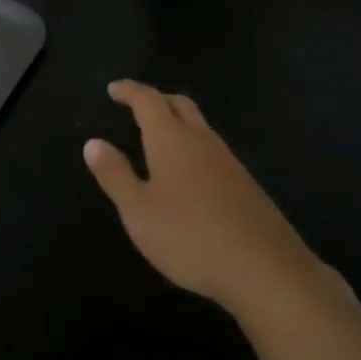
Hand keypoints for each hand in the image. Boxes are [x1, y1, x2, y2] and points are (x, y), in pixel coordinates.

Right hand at [84, 80, 325, 310]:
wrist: (267, 271)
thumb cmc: (191, 237)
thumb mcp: (139, 212)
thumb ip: (115, 175)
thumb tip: (93, 143)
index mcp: (171, 139)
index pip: (147, 100)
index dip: (129, 90)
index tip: (113, 89)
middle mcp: (201, 140)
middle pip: (179, 104)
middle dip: (156, 99)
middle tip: (137, 105)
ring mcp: (229, 161)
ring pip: (200, 126)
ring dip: (178, 122)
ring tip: (160, 139)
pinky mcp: (247, 185)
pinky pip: (213, 150)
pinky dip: (195, 147)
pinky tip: (191, 174)